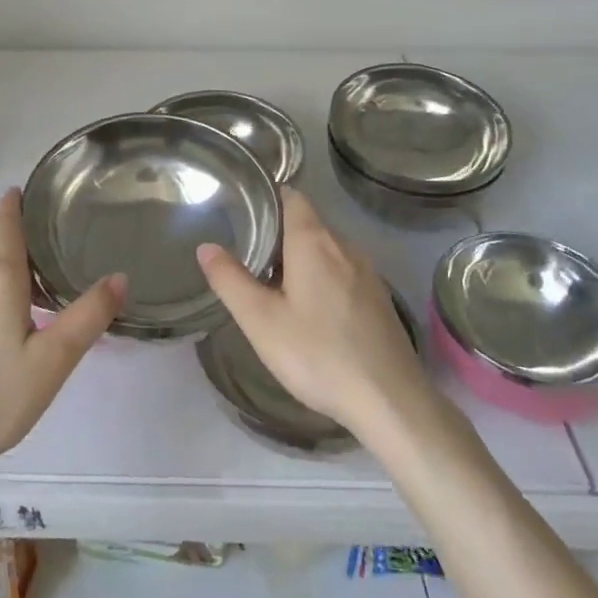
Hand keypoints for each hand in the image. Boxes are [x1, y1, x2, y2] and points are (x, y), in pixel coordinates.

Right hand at [197, 188, 432, 435]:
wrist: (390, 401)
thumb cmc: (318, 355)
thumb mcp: (261, 321)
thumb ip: (230, 280)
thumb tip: (206, 246)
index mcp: (314, 240)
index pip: (291, 196)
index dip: (266, 198)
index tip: (241, 213)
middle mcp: (344, 245)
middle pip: (307, 222)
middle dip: (277, 233)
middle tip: (246, 256)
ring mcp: (367, 271)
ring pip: (326, 249)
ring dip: (300, 258)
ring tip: (272, 284)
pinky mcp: (378, 298)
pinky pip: (342, 271)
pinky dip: (321, 277)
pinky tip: (309, 311)